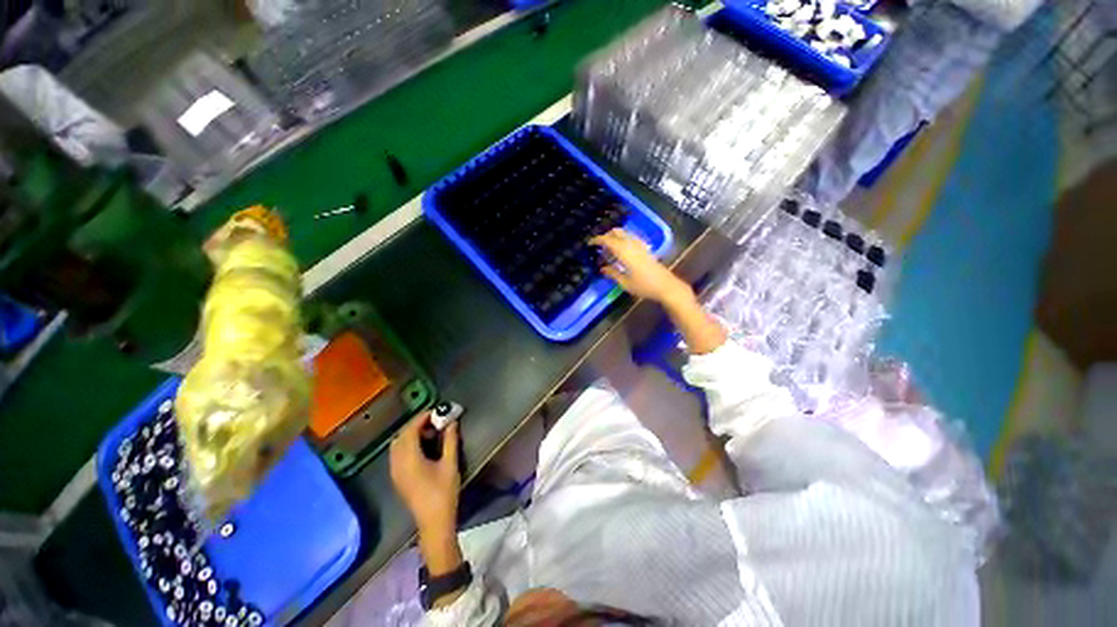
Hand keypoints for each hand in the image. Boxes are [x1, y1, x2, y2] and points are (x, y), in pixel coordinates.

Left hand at [390, 412, 460, 535]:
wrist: (433, 522)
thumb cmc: (444, 492)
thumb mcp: (450, 464)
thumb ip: (450, 441)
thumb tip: (452, 422)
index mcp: (409, 460)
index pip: (410, 431)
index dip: (422, 418)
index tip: (437, 412)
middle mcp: (397, 464)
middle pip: (401, 436)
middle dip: (416, 424)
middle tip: (435, 421)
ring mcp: (395, 472)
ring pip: (397, 445)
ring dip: (411, 434)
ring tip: (431, 432)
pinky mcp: (397, 478)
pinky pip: (397, 454)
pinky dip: (408, 444)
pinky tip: (424, 447)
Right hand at [590, 229, 693, 305]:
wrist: (666, 286)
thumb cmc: (644, 286)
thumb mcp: (625, 283)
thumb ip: (612, 273)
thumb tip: (602, 268)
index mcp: (624, 251)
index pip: (608, 240)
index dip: (597, 239)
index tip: (589, 243)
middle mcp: (632, 244)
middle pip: (616, 232)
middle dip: (606, 236)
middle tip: (599, 245)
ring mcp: (640, 245)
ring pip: (624, 233)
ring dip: (615, 237)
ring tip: (609, 249)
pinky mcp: (646, 248)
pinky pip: (631, 238)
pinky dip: (623, 240)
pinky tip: (622, 251)